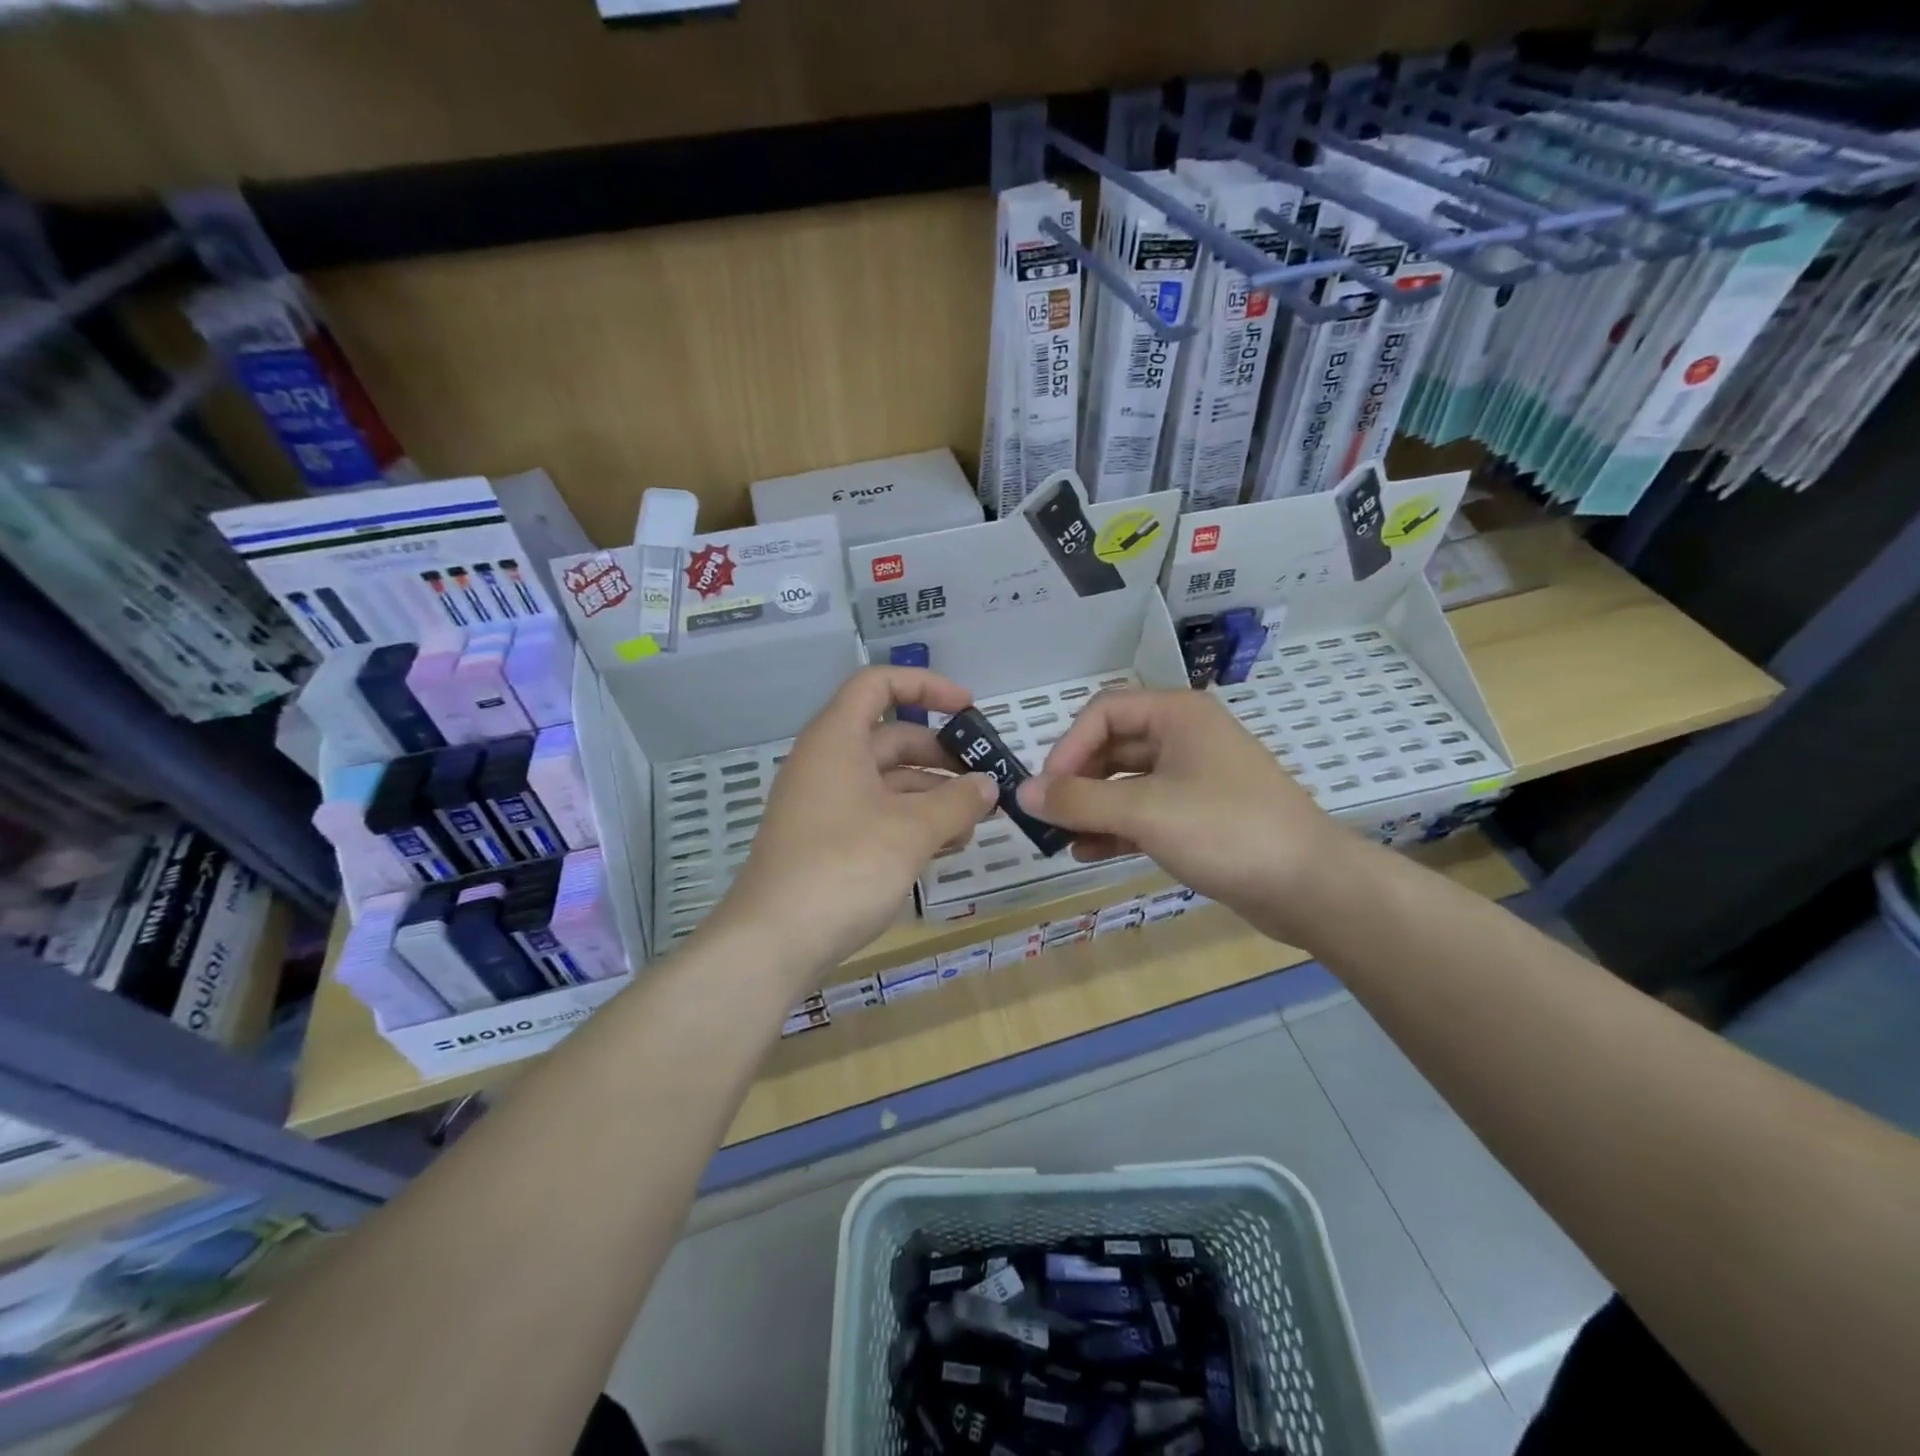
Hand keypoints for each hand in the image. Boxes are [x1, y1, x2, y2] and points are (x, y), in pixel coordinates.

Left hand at [704, 667, 997, 983]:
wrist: (773, 942)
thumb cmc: (845, 867)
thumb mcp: (912, 831)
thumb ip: (957, 802)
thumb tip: (988, 786)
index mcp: (837, 739)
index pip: (879, 684)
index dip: (927, 686)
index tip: (969, 709)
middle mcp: (827, 763)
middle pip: (891, 738)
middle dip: (941, 757)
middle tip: (983, 781)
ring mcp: (823, 804)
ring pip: (887, 782)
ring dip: (932, 796)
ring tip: (974, 824)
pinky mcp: (825, 841)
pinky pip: (876, 814)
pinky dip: (911, 823)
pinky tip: (945, 848)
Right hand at [1015, 688, 1358, 945]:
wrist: (1310, 886)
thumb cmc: (1227, 831)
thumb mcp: (1146, 812)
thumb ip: (1079, 801)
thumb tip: (1022, 793)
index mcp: (1177, 715)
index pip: (1103, 712)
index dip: (1068, 747)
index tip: (1047, 789)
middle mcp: (1185, 737)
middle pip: (1112, 747)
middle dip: (1077, 781)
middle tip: (1048, 816)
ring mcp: (1195, 777)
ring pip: (1127, 783)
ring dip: (1092, 808)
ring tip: (1062, 839)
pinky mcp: (1200, 814)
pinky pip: (1146, 811)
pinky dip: (1117, 828)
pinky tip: (1089, 852)